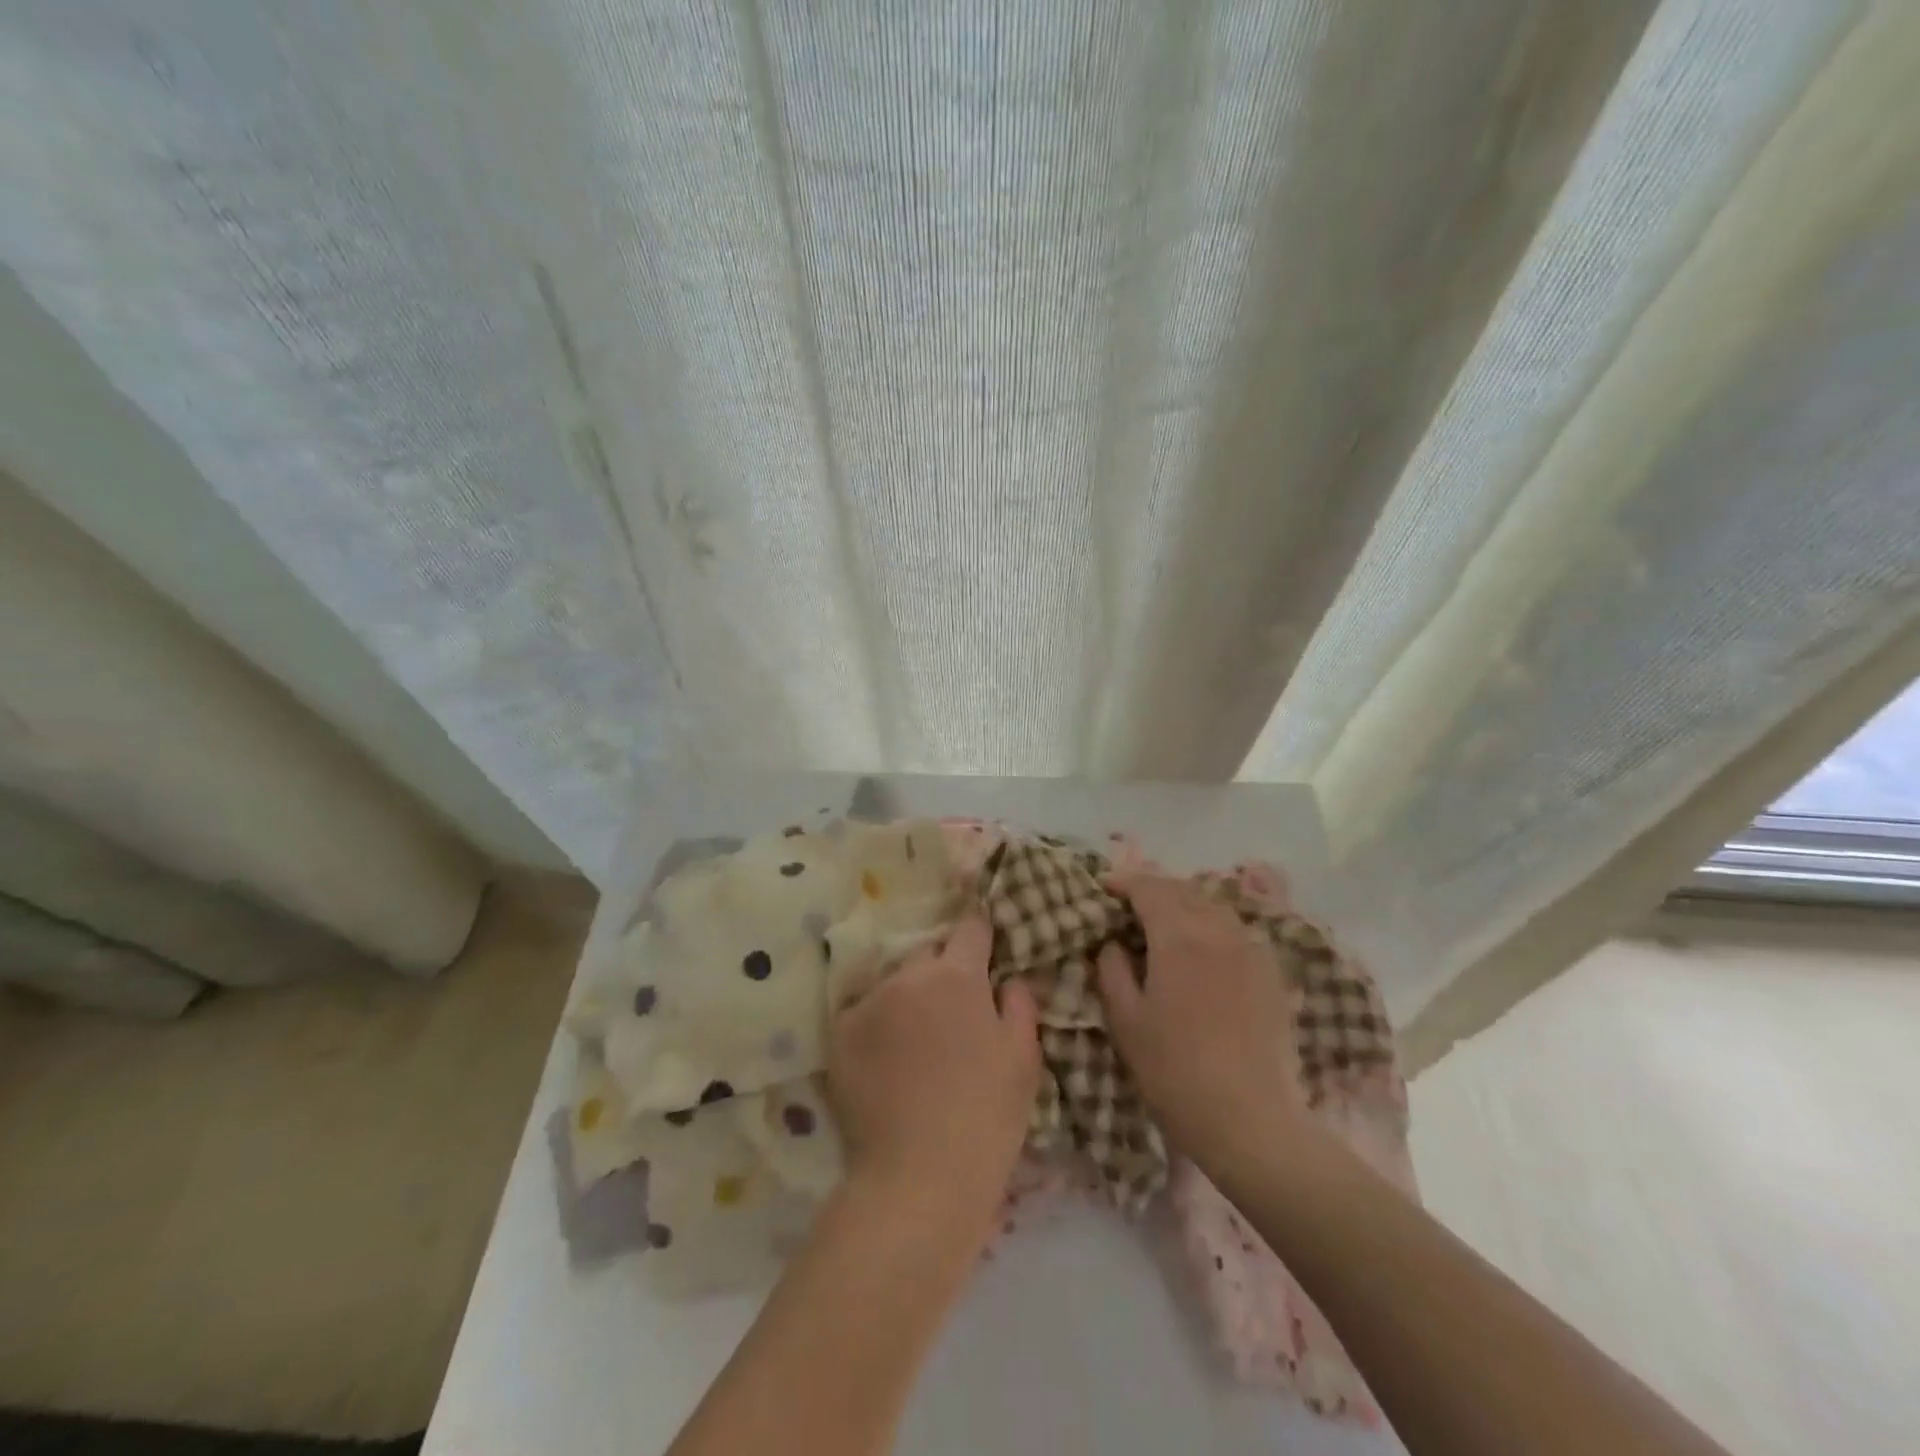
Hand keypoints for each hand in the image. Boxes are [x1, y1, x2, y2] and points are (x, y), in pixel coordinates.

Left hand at [827, 914, 1040, 1239]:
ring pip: (894, 982)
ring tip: (915, 1041)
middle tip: (952, 1009)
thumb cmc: (986, 1116)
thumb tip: (1009, 979)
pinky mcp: (840, 1032)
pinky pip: (863, 1012)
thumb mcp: (1023, 1059)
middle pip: (928, 953)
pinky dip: (876, 1025)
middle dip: (942, 970)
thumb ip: (1020, 1005)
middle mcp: (909, 976)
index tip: (983, 945)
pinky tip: (886, 1061)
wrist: (920, 1177)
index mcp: (958, 976)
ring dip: (907, 997)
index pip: (970, 927)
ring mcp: (869, 1002)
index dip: (979, 932)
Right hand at [1096, 871, 1314, 1176]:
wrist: (1251, 1121)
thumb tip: (1113, 943)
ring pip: (1215, 906)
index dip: (1124, 881)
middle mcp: (1218, 931)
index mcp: (1179, 937)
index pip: (1149, 887)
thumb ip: (1113, 970)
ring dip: (1185, 903)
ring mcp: (1251, 951)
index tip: (1104, 886)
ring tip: (1165, 922)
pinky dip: (1213, 925)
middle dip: (1154, 888)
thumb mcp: (1125, 1021)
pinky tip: (1204, 950)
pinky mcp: (1272, 974)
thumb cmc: (1174, 1071)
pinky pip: (1237, 931)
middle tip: (1130, 903)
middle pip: (1184, 889)